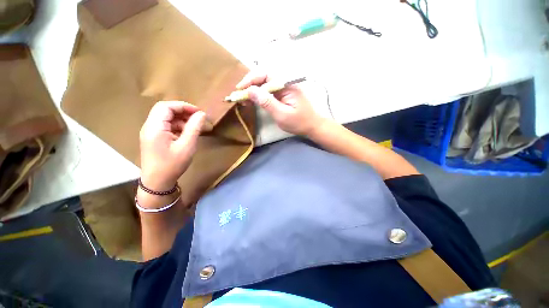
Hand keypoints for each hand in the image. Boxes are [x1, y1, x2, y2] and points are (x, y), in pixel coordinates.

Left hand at [139, 101, 205, 191]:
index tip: (199, 112)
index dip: (183, 106)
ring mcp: (150, 133)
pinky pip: (165, 126)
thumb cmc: (172, 165)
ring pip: (165, 118)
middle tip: (198, 118)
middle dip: (183, 112)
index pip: (166, 106)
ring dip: (181, 119)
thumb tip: (202, 114)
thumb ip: (194, 128)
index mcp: (155, 127)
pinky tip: (186, 134)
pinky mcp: (153, 138)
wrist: (157, 183)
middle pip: (165, 110)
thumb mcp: (187, 146)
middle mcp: (149, 127)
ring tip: (194, 128)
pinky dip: (177, 126)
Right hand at [237, 71, 323, 135]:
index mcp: (287, 84)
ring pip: (265, 83)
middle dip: (250, 84)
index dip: (251, 80)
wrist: (312, 125)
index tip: (240, 89)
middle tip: (240, 94)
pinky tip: (253, 99)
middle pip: (264, 76)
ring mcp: (285, 87)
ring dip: (254, 89)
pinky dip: (260, 94)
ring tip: (244, 98)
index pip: (265, 74)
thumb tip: (250, 90)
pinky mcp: (283, 93)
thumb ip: (267, 102)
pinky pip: (269, 90)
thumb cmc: (299, 122)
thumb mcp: (282, 115)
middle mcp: (285, 82)